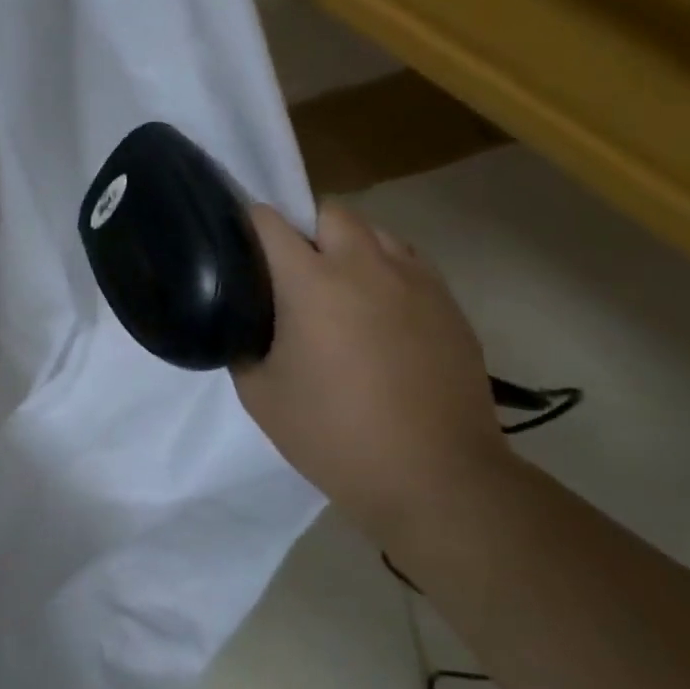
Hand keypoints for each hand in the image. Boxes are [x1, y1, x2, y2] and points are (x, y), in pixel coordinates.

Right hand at [233, 201, 508, 542]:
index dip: (249, 224)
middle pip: (330, 211)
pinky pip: (408, 263)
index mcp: (312, 282)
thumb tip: (246, 324)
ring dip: (348, 245)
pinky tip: (378, 312)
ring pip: (375, 232)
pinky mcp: (449, 304)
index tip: (240, 244)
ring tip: (338, 287)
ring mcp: (415, 281)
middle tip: (290, 270)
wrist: (436, 477)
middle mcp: (365, 266)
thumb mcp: (260, 394)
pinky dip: (385, 270)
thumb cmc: (334, 434)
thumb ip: (243, 344)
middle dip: (304, 227)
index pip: (271, 221)